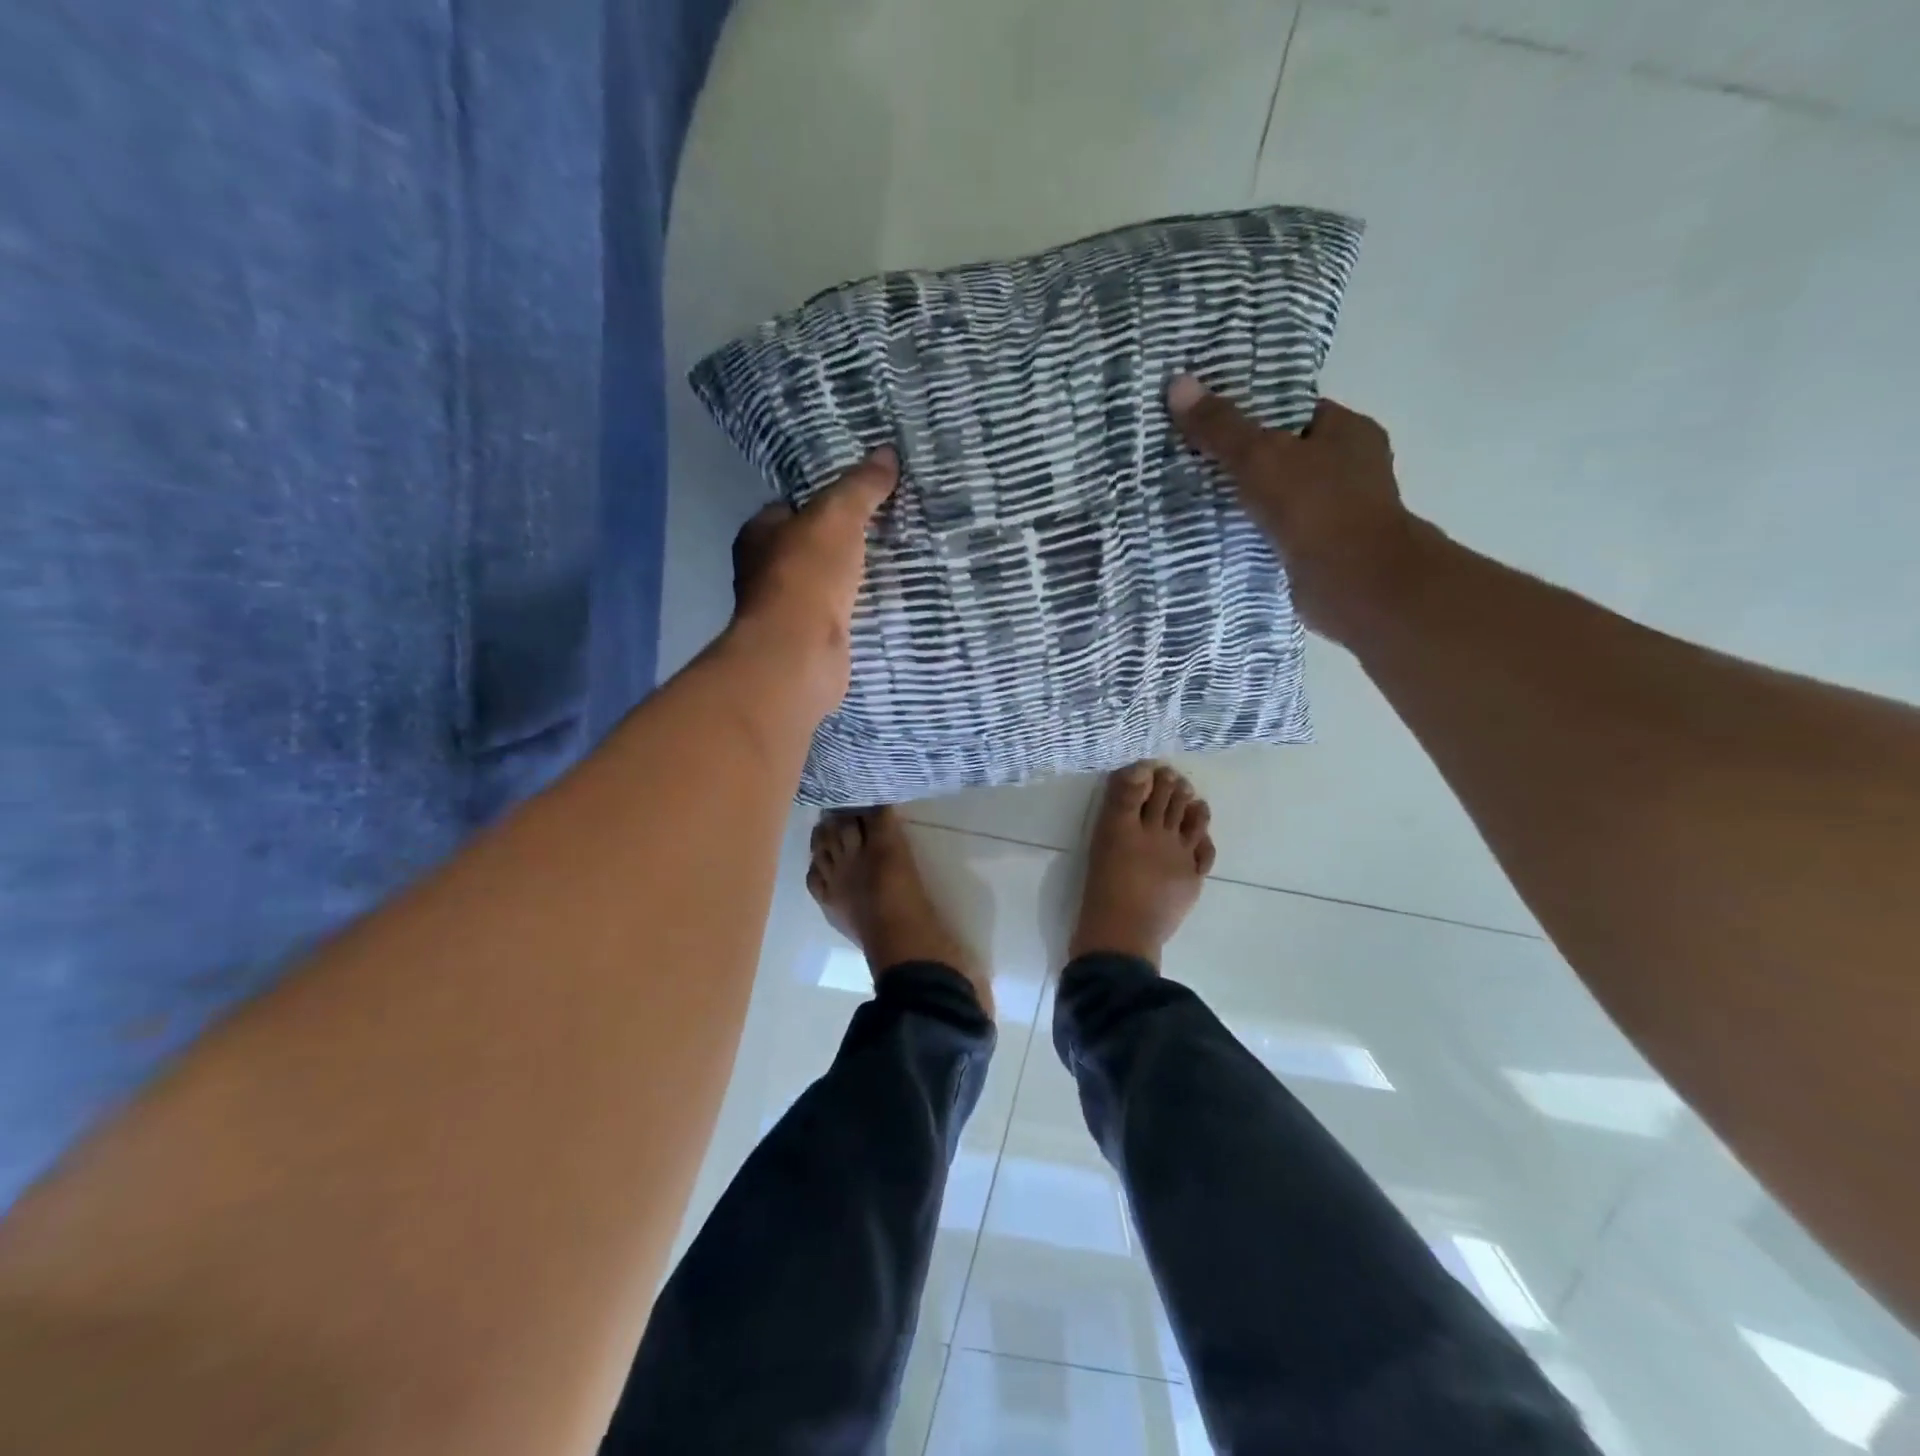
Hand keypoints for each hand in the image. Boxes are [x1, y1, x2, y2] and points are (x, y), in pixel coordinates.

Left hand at [727, 447, 898, 715]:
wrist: (800, 653)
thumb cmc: (807, 575)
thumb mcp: (837, 516)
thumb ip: (860, 486)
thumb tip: (887, 452)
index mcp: (759, 534)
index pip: (792, 508)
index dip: (824, 500)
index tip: (862, 498)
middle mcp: (764, 571)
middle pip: (809, 547)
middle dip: (841, 542)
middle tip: (886, 530)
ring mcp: (785, 610)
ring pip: (824, 583)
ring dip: (851, 578)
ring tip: (894, 563)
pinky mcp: (808, 641)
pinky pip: (838, 614)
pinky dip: (856, 609)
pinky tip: (884, 602)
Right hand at [1169, 377, 1425, 643]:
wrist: (1356, 584)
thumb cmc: (1317, 508)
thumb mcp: (1260, 458)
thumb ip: (1220, 427)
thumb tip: (1178, 383)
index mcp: (1348, 431)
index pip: (1293, 410)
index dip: (1251, 412)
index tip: (1208, 419)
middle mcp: (1350, 468)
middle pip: (1285, 454)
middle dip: (1243, 459)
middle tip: (1191, 459)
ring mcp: (1338, 512)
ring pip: (1280, 496)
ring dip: (1246, 500)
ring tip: (1194, 497)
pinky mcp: (1322, 551)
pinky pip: (1278, 532)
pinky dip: (1253, 533)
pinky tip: (1218, 535)